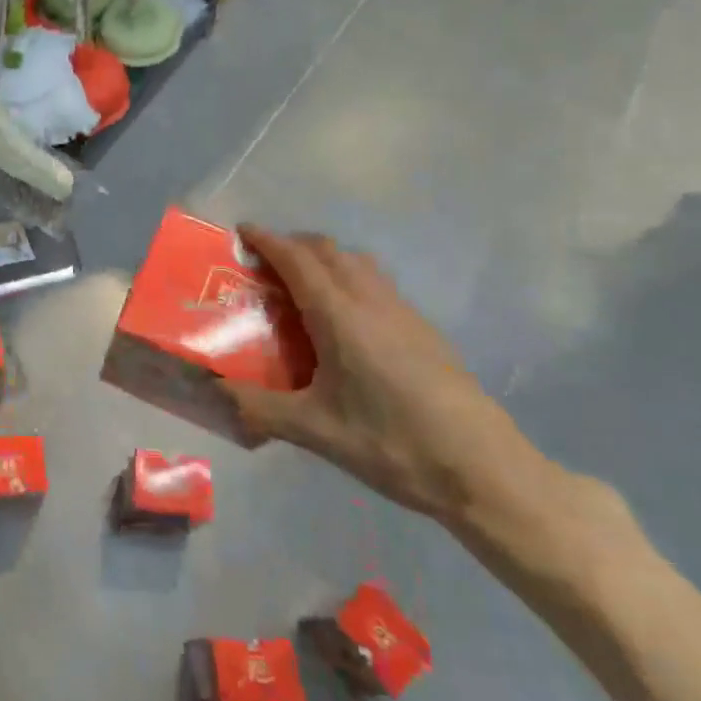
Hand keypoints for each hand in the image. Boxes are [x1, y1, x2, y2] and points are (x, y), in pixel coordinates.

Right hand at [222, 227, 539, 524]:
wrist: (484, 469)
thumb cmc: (393, 444)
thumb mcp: (316, 431)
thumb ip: (260, 408)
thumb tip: (216, 392)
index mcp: (340, 316)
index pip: (297, 259)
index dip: (267, 240)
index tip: (241, 231)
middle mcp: (371, 301)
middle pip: (328, 249)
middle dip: (293, 244)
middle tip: (264, 265)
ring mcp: (403, 312)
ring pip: (357, 262)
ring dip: (324, 258)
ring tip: (300, 287)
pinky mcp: (424, 329)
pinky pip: (376, 283)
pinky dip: (348, 278)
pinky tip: (343, 322)